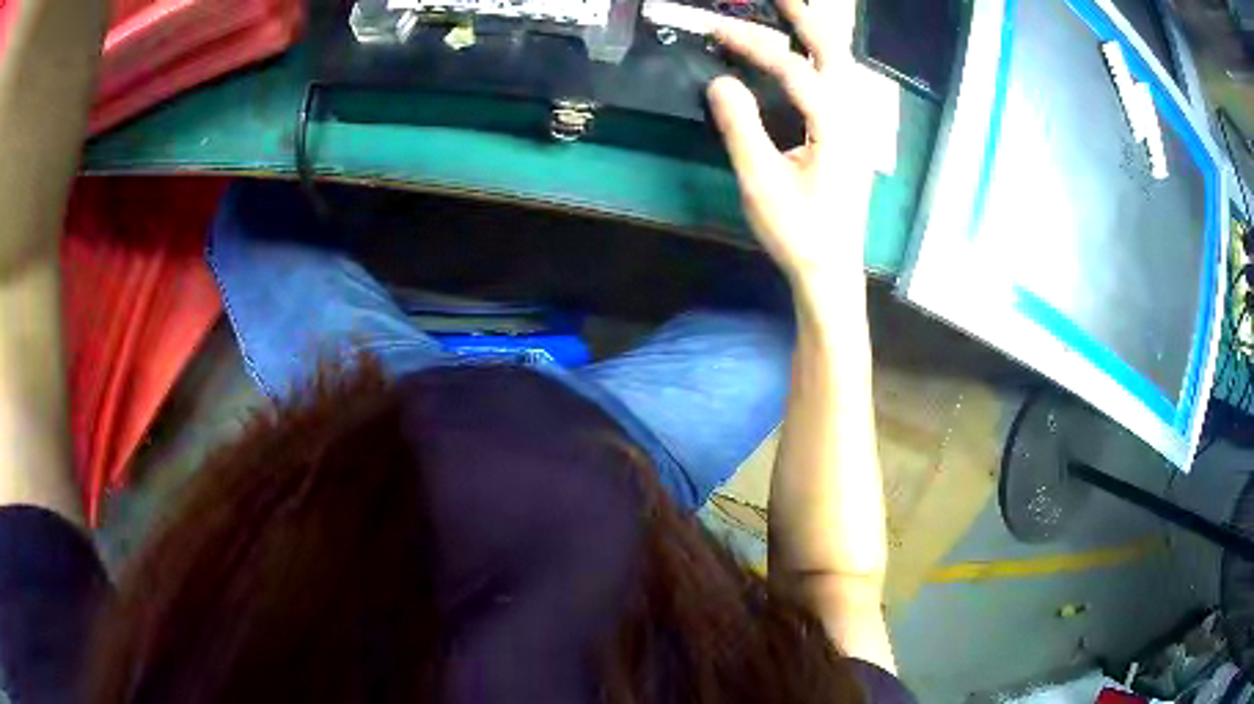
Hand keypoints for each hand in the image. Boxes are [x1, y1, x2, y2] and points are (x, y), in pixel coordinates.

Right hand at [708, 0, 884, 288]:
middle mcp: (853, 118)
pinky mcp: (851, 139)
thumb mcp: (761, 183)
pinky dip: (820, 59)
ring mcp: (857, 128)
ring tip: (791, 14)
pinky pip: (839, 84)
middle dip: (806, 18)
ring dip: (817, 35)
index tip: (715, 29)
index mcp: (834, 125)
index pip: (792, 66)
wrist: (832, 272)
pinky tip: (805, 58)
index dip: (753, 43)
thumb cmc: (798, 234)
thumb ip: (741, 127)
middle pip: (835, 52)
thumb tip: (720, 82)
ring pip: (842, 66)